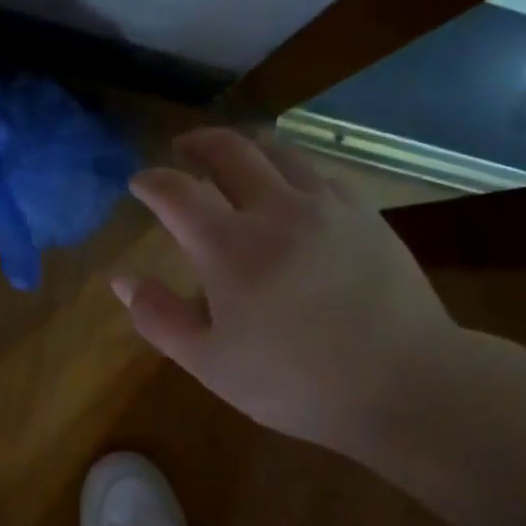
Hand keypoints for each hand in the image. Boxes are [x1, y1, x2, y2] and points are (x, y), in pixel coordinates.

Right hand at [116, 128, 458, 456]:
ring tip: (234, 158)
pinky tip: (293, 188)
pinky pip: (320, 173)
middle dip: (198, 142)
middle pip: (230, 150)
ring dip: (247, 147)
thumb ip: (160, 318)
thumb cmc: (296, 381)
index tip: (139, 182)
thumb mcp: (210, 363)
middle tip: (183, 146)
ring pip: (279, 152)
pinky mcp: (365, 215)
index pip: (177, 192)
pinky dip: (292, 169)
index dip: (152, 181)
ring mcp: (327, 206)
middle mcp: (276, 209)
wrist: (403, 383)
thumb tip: (122, 281)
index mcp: (229, 246)